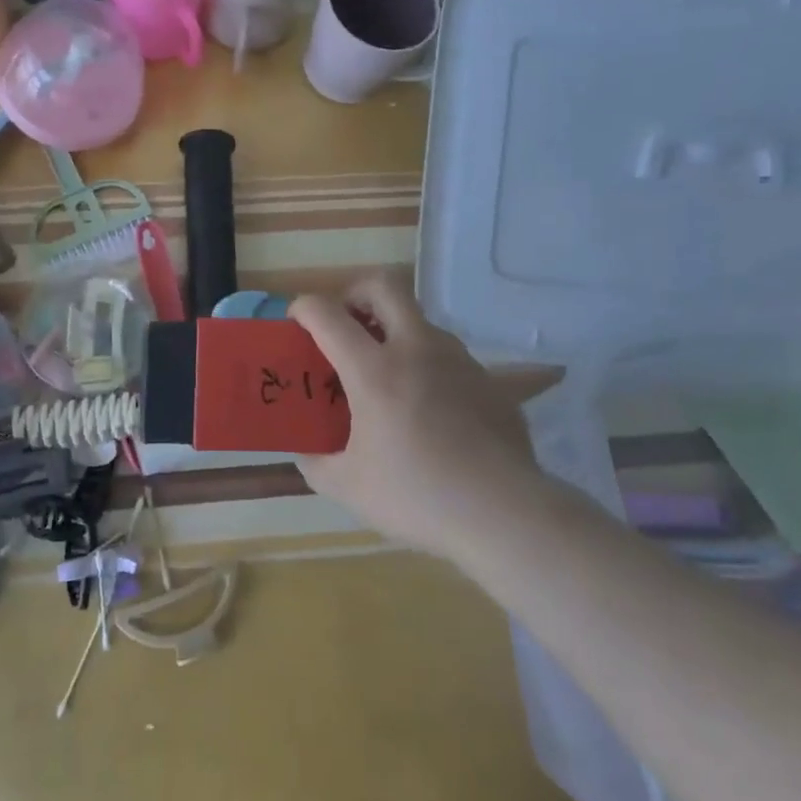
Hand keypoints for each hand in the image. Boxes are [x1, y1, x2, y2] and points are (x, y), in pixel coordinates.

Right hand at [290, 272, 552, 559]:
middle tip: (346, 324)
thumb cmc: (417, 496)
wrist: (503, 513)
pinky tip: (429, 411)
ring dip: (395, 332)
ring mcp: (458, 361)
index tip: (297, 320)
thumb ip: (317, 463)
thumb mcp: (348, 487)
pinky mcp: (488, 380)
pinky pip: (449, 358)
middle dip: (356, 293)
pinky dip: (427, 367)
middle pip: (384, 287)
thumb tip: (307, 452)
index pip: (328, 315)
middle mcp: (416, 350)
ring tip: (386, 376)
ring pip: (420, 321)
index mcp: (374, 371)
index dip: (304, 307)